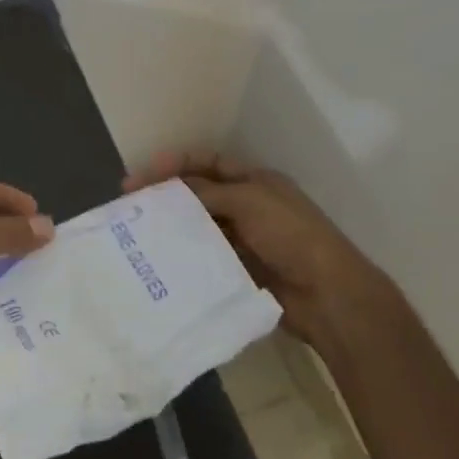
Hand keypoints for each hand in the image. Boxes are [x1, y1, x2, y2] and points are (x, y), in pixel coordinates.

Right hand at [124, 150, 391, 345]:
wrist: (328, 295)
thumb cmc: (291, 235)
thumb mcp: (249, 201)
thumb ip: (207, 193)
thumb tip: (169, 191)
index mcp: (256, 181)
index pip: (209, 163)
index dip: (177, 164)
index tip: (142, 175)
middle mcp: (249, 206)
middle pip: (201, 195)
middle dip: (168, 197)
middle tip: (131, 206)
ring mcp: (245, 240)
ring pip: (201, 227)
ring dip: (174, 227)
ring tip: (138, 234)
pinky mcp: (240, 271)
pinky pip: (206, 258)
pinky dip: (186, 256)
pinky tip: (161, 260)